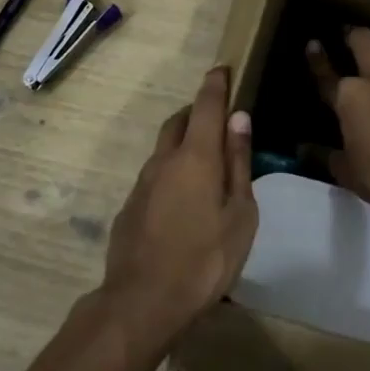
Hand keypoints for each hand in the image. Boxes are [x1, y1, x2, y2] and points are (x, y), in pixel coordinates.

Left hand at [99, 66, 257, 353]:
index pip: (206, 105)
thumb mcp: (240, 213)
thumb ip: (238, 163)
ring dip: (183, 143)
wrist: (143, 302)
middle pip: (179, 122)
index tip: (222, 68)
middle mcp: (164, 161)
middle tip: (217, 119)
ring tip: (204, 162)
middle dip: (197, 112)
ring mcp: (142, 184)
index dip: (215, 84)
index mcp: (196, 157)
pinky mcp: (129, 208)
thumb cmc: (206, 258)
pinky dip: (171, 173)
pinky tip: (182, 201)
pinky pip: (154, 176)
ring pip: (164, 149)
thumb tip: (239, 119)